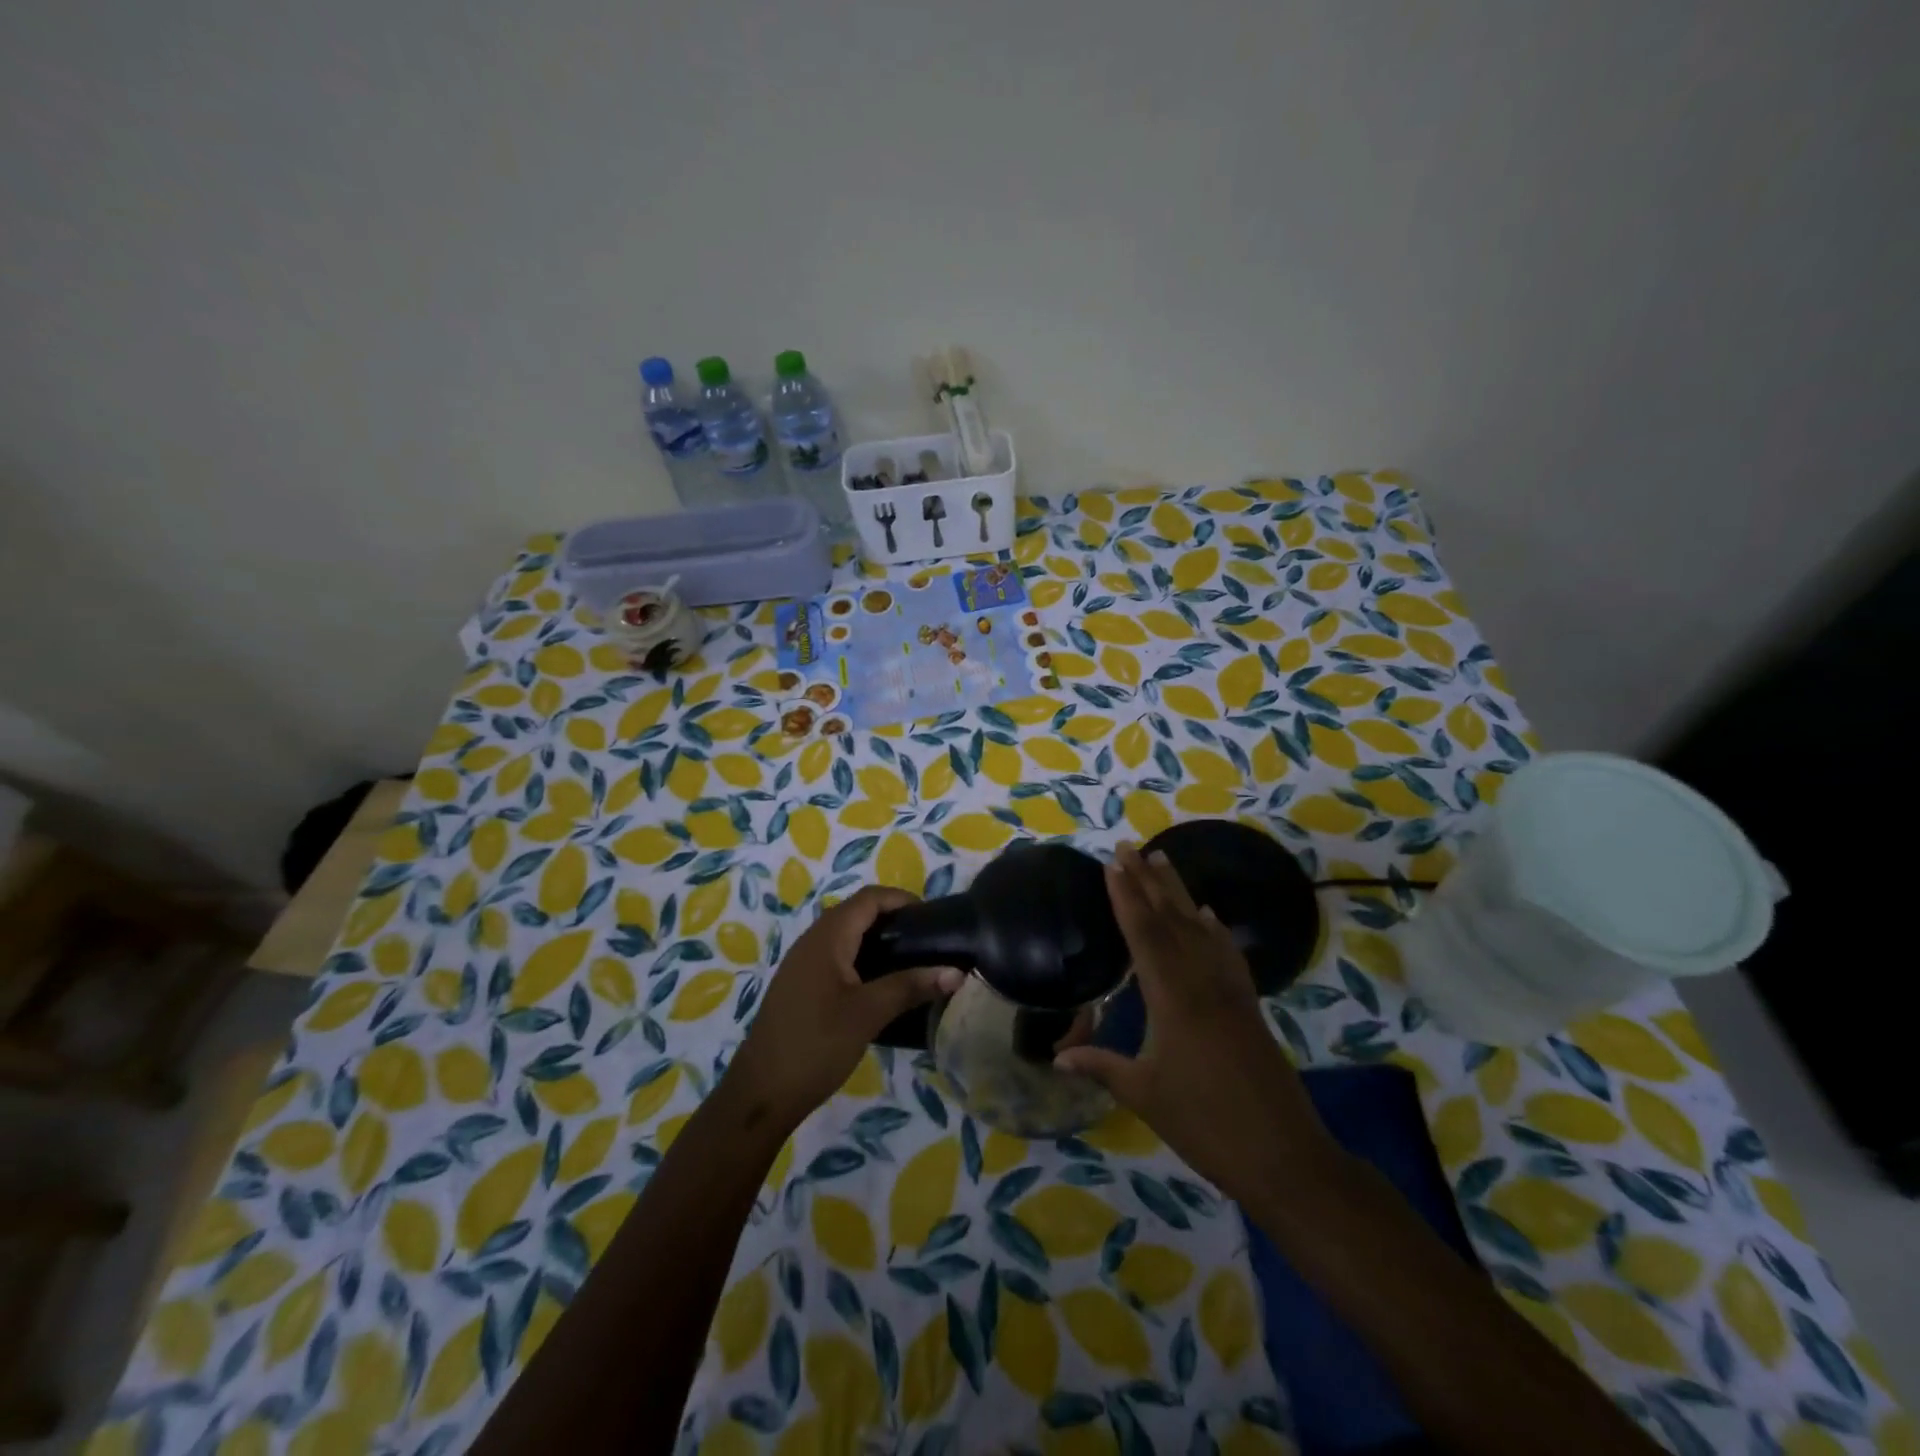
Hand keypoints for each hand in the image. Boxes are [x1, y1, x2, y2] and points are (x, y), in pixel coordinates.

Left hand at [725, 886, 962, 1129]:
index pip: (869, 898)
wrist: (761, 1094)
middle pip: (858, 912)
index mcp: (827, 937)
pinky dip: (863, 958)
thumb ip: (911, 986)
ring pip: (847, 936)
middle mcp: (813, 941)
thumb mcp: (868, 1014)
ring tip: (912, 961)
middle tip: (928, 941)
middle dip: (893, 919)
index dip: (902, 899)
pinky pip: (837, 956)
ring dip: (878, 939)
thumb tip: (956, 972)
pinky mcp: (801, 986)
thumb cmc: (816, 1044)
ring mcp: (803, 964)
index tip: (933, 918)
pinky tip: (881, 985)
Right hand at [1055, 844, 1338, 1202]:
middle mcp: (1202, 982)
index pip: (1144, 935)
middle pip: (1171, 920)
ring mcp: (1230, 991)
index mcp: (1173, 999)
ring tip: (1162, 860)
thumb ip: (1102, 1066)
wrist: (1284, 1155)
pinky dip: (1214, 929)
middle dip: (1147, 882)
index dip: (1126, 898)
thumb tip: (1057, 1057)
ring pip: (1200, 928)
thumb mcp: (1145, 1096)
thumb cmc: (1206, 1125)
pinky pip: (1227, 953)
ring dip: (1179, 892)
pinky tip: (1208, 915)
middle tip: (1128, 847)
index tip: (1112, 865)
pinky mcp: (1248, 1005)